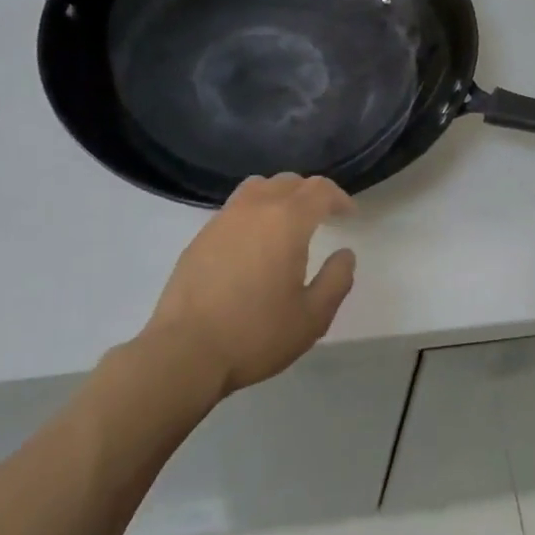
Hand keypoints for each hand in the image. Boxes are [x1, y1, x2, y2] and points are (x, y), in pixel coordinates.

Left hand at [146, 174, 356, 394]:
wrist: (185, 352)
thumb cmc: (255, 334)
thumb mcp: (312, 317)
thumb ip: (336, 280)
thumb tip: (345, 254)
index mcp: (287, 221)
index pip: (320, 190)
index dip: (339, 197)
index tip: (349, 215)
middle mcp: (255, 208)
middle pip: (289, 181)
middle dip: (311, 193)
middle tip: (323, 216)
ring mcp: (223, 219)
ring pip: (258, 187)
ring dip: (279, 195)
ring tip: (287, 221)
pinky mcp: (201, 236)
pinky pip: (235, 207)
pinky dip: (254, 211)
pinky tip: (254, 242)